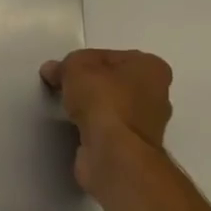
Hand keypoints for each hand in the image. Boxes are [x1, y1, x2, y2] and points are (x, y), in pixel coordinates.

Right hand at [41, 48, 173, 191]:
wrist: (113, 153)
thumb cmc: (104, 100)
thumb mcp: (76, 66)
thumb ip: (65, 64)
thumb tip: (54, 71)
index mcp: (151, 67)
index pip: (110, 57)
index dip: (83, 62)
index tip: (63, 72)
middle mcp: (156, 94)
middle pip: (114, 82)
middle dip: (90, 85)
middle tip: (64, 89)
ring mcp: (147, 124)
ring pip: (111, 107)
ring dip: (91, 109)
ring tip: (67, 110)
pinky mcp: (133, 148)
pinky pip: (107, 130)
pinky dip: (92, 129)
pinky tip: (77, 129)